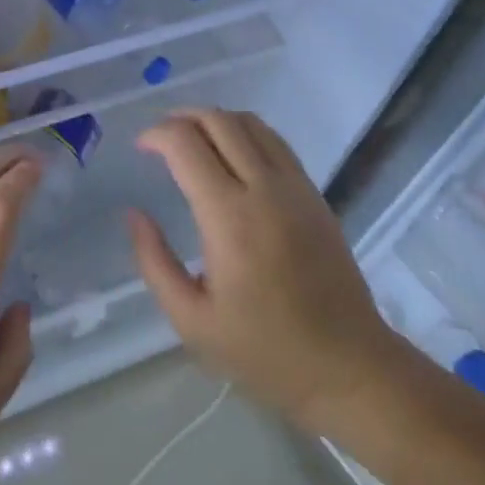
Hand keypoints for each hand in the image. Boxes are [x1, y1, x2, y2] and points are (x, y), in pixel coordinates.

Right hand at [126, 109, 416, 434]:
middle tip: (160, 137)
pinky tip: (231, 154)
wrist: (349, 367)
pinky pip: (274, 140)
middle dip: (181, 117)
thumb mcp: (192, 321)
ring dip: (213, 119)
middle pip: (217, 120)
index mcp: (229, 217)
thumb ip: (154, 262)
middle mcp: (264, 188)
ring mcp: (295, 186)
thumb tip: (134, 214)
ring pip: (249, 122)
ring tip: (192, 139)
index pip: (186, 144)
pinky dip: (244, 131)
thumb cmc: (265, 351)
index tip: (140, 147)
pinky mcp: (314, 192)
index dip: (156, 134)